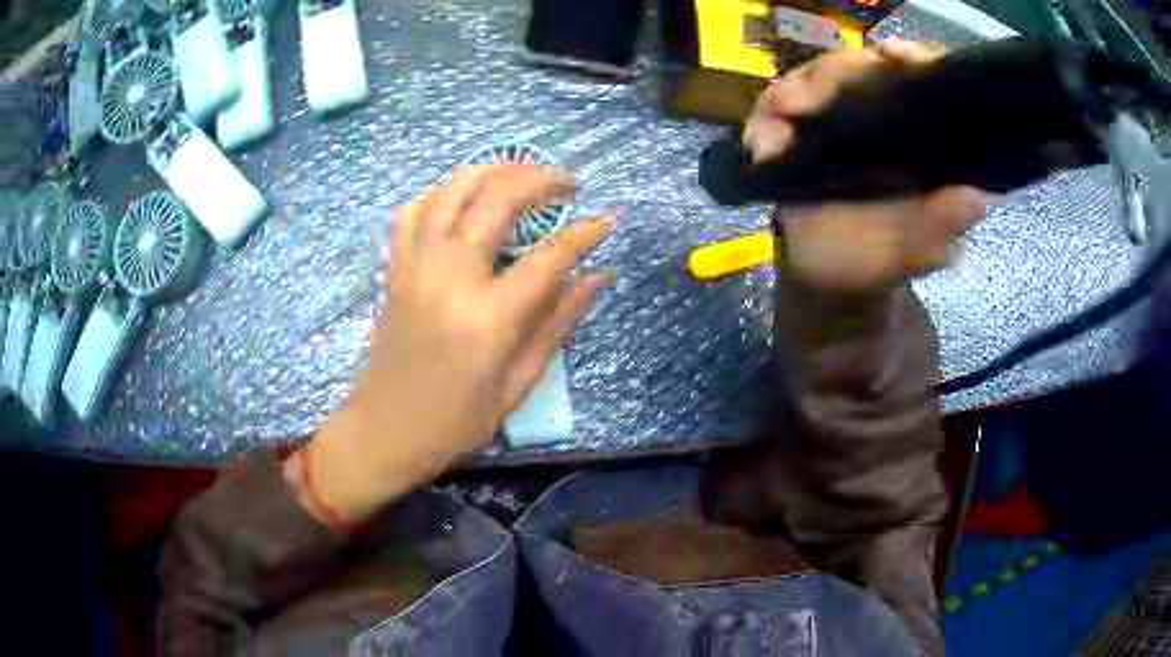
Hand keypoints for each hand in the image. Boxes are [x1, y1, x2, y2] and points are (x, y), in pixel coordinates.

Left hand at [302, 165, 612, 524]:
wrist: (384, 430)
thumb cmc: (455, 421)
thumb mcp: (517, 383)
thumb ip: (557, 322)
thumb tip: (597, 275)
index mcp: (487, 319)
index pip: (548, 257)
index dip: (584, 233)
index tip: (607, 220)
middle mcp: (449, 279)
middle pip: (496, 201)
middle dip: (540, 179)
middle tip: (569, 182)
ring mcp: (416, 268)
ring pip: (452, 192)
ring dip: (492, 170)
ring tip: (522, 172)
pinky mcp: (396, 270)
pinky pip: (413, 211)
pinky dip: (440, 193)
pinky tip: (462, 198)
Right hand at [744, 39, 982, 293]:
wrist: (825, 276)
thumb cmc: (875, 262)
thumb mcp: (913, 251)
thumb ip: (939, 225)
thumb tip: (973, 200)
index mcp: (919, 136)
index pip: (920, 80)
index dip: (911, 59)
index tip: (890, 54)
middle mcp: (880, 115)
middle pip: (861, 69)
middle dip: (834, 75)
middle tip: (806, 101)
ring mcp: (836, 117)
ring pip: (818, 79)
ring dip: (796, 92)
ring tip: (783, 114)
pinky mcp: (798, 127)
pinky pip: (778, 107)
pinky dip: (768, 119)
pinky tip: (763, 142)